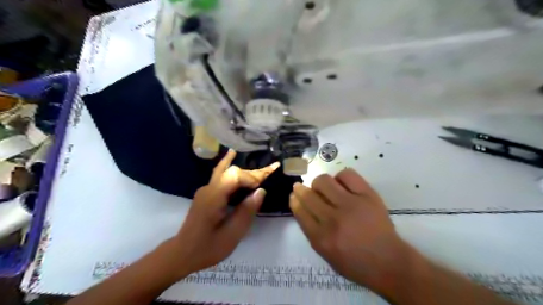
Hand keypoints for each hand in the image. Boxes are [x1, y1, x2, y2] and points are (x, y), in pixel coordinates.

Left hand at [169, 150, 279, 275]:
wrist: (182, 254)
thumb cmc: (208, 248)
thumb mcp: (232, 235)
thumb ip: (246, 211)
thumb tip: (261, 191)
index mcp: (213, 197)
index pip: (235, 176)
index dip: (252, 177)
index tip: (265, 185)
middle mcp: (208, 188)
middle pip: (232, 171)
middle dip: (252, 173)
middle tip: (271, 171)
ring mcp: (206, 189)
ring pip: (226, 171)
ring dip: (245, 171)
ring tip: (262, 169)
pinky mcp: (207, 193)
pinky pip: (220, 175)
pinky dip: (229, 165)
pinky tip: (232, 155)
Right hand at [291, 167, 413, 290]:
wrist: (388, 262)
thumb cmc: (355, 263)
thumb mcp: (326, 255)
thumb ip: (312, 232)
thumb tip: (303, 207)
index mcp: (321, 238)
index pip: (300, 211)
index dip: (295, 200)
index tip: (294, 195)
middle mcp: (333, 220)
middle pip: (309, 195)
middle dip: (301, 189)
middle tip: (302, 187)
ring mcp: (351, 205)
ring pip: (324, 181)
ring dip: (319, 183)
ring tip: (324, 187)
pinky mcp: (367, 195)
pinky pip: (347, 175)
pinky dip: (340, 177)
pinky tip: (342, 184)